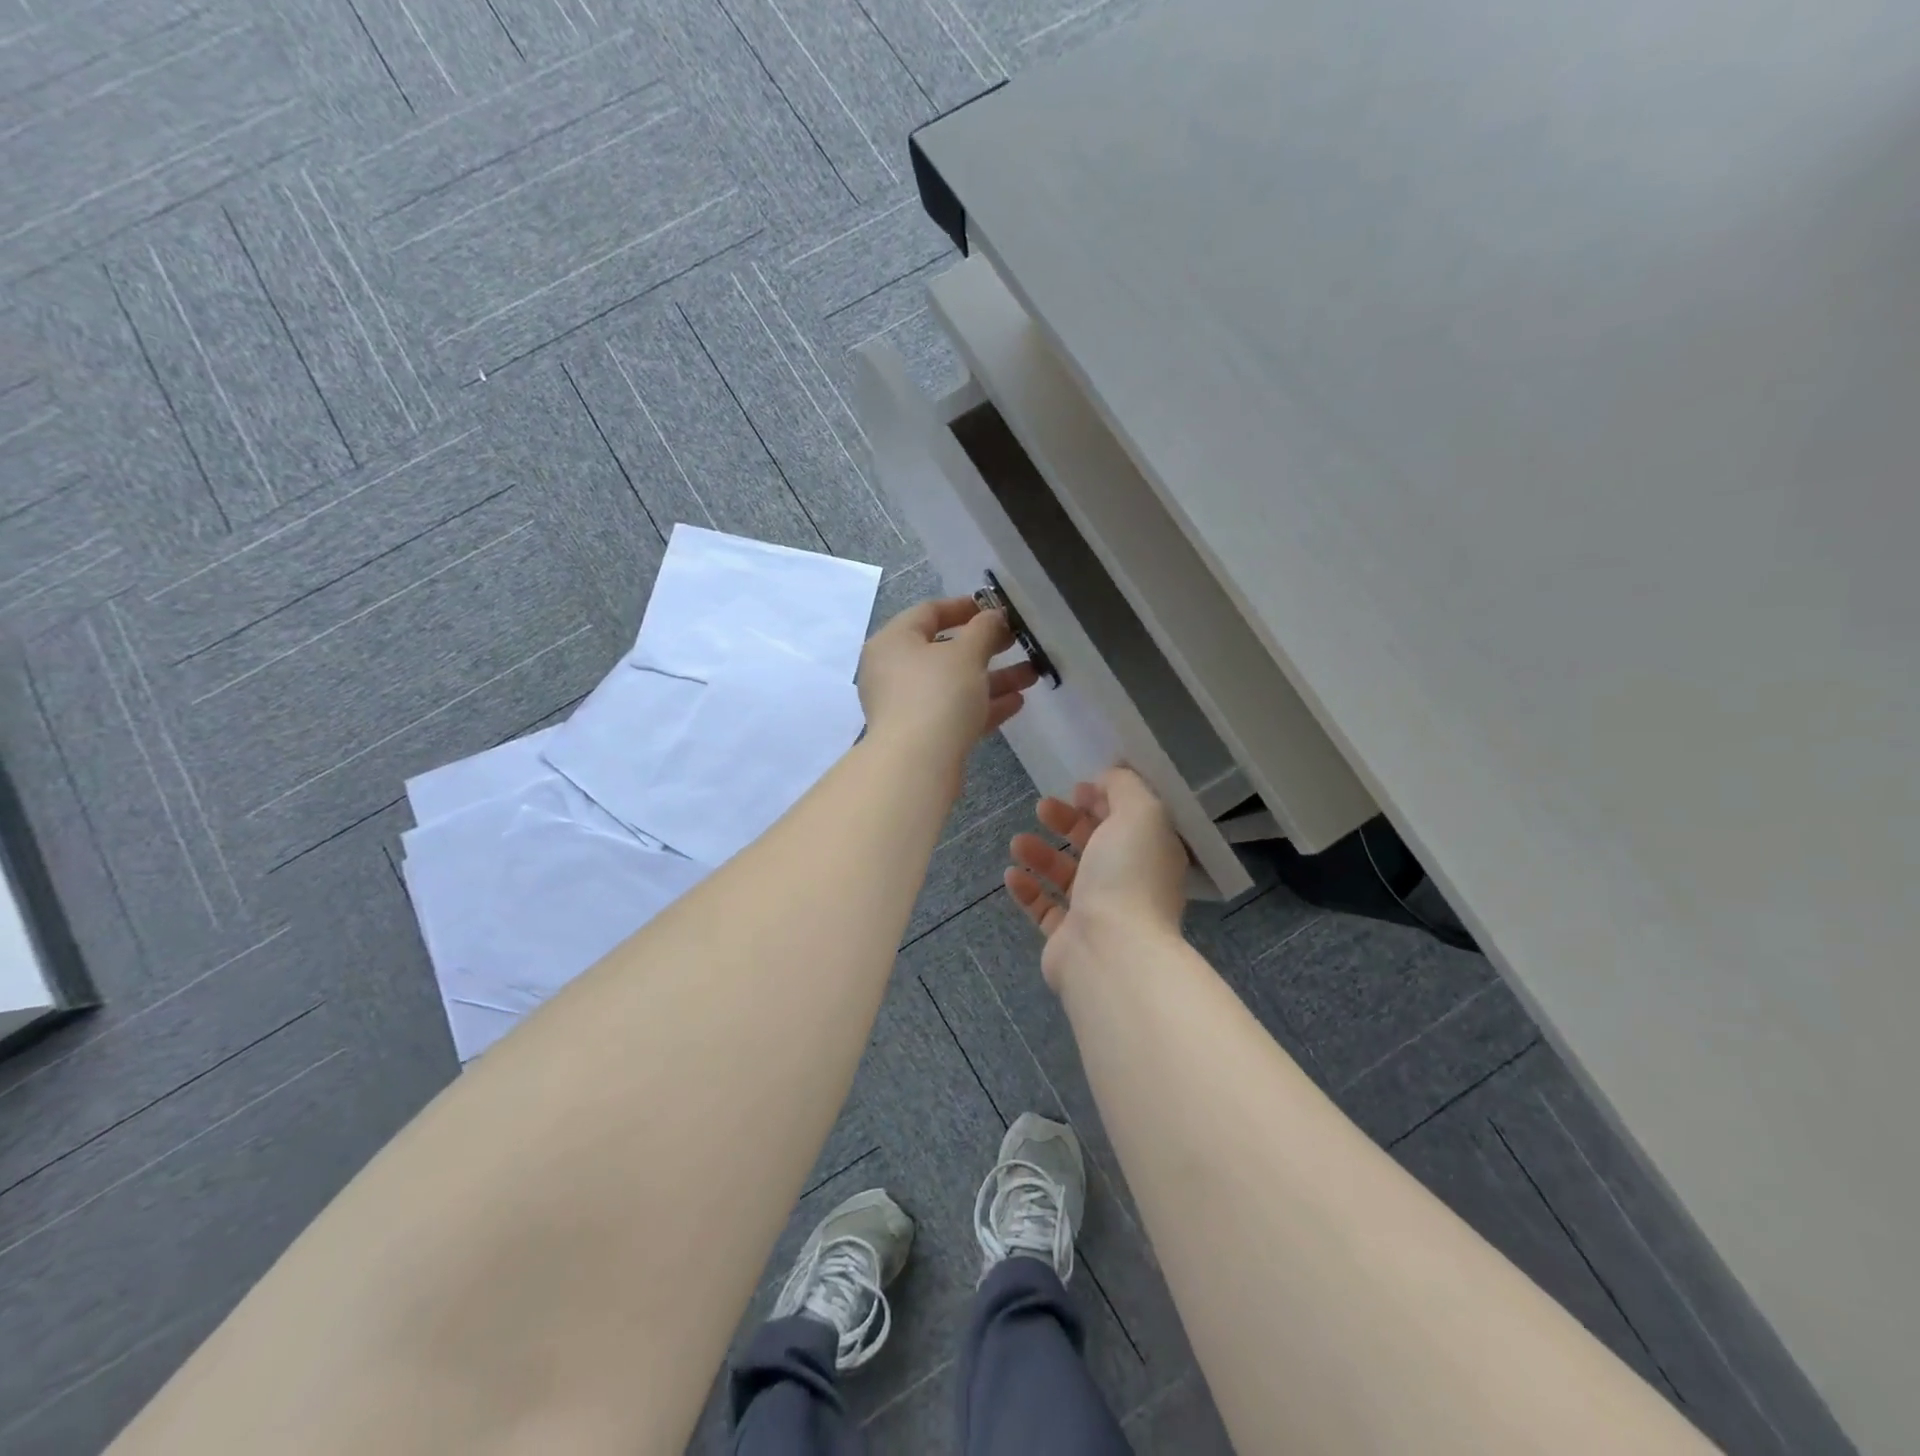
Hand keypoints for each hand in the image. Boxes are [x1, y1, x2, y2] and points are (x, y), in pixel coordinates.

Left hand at [858, 596, 1038, 774]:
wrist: (916, 764)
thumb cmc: (937, 694)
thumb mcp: (966, 653)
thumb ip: (984, 629)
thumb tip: (993, 616)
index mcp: (893, 641)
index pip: (929, 611)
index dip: (965, 606)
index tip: (996, 608)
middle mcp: (893, 670)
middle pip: (944, 650)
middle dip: (986, 647)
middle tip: (1018, 641)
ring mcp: (905, 705)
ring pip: (954, 684)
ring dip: (992, 678)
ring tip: (1031, 675)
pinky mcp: (920, 735)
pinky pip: (954, 711)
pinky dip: (982, 705)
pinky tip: (1017, 703)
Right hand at [1004, 767, 1189, 992]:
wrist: (1110, 950)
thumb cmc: (1128, 875)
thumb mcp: (1140, 812)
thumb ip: (1125, 786)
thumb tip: (1106, 779)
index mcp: (1151, 854)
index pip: (1129, 820)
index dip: (1103, 800)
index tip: (1077, 788)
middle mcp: (1129, 883)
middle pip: (1094, 845)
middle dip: (1066, 822)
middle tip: (1042, 808)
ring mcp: (1099, 913)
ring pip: (1066, 876)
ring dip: (1041, 854)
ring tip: (1017, 843)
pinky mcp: (1068, 938)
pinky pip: (1044, 908)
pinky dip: (1027, 889)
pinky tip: (1011, 875)